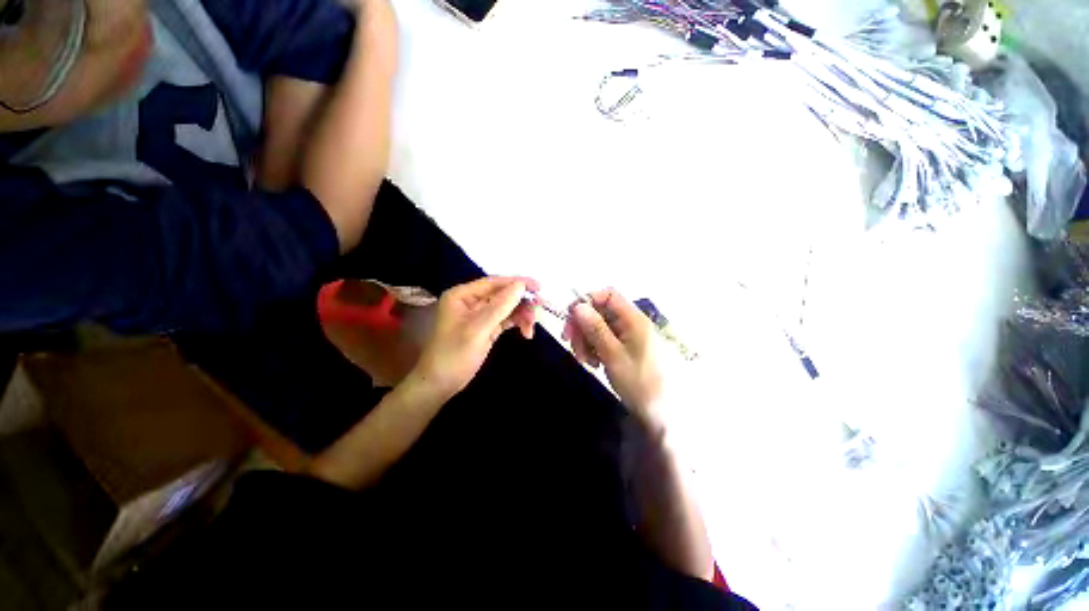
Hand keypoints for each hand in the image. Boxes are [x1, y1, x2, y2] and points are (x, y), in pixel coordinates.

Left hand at [412, 276, 538, 399]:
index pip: (494, 282)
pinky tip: (526, 332)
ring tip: (530, 328)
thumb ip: (500, 306)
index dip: (517, 282)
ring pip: (506, 307)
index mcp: (462, 295)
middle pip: (502, 294)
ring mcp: (479, 315)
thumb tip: (521, 286)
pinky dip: (517, 323)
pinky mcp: (486, 327)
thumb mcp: (478, 329)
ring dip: (521, 314)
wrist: (441, 384)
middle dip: (521, 301)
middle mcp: (471, 301)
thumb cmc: (454, 354)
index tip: (538, 287)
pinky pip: (505, 319)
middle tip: (539, 307)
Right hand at [562, 289, 664, 427]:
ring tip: (584, 360)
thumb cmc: (638, 382)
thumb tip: (578, 306)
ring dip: (585, 340)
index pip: (608, 295)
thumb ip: (595, 329)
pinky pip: (602, 339)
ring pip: (598, 326)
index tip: (570, 317)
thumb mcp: (612, 355)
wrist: (657, 412)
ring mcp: (627, 335)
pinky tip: (593, 363)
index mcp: (633, 319)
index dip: (588, 301)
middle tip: (569, 342)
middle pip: (599, 311)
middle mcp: (631, 323)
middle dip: (582, 325)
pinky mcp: (623, 347)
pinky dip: (593, 348)